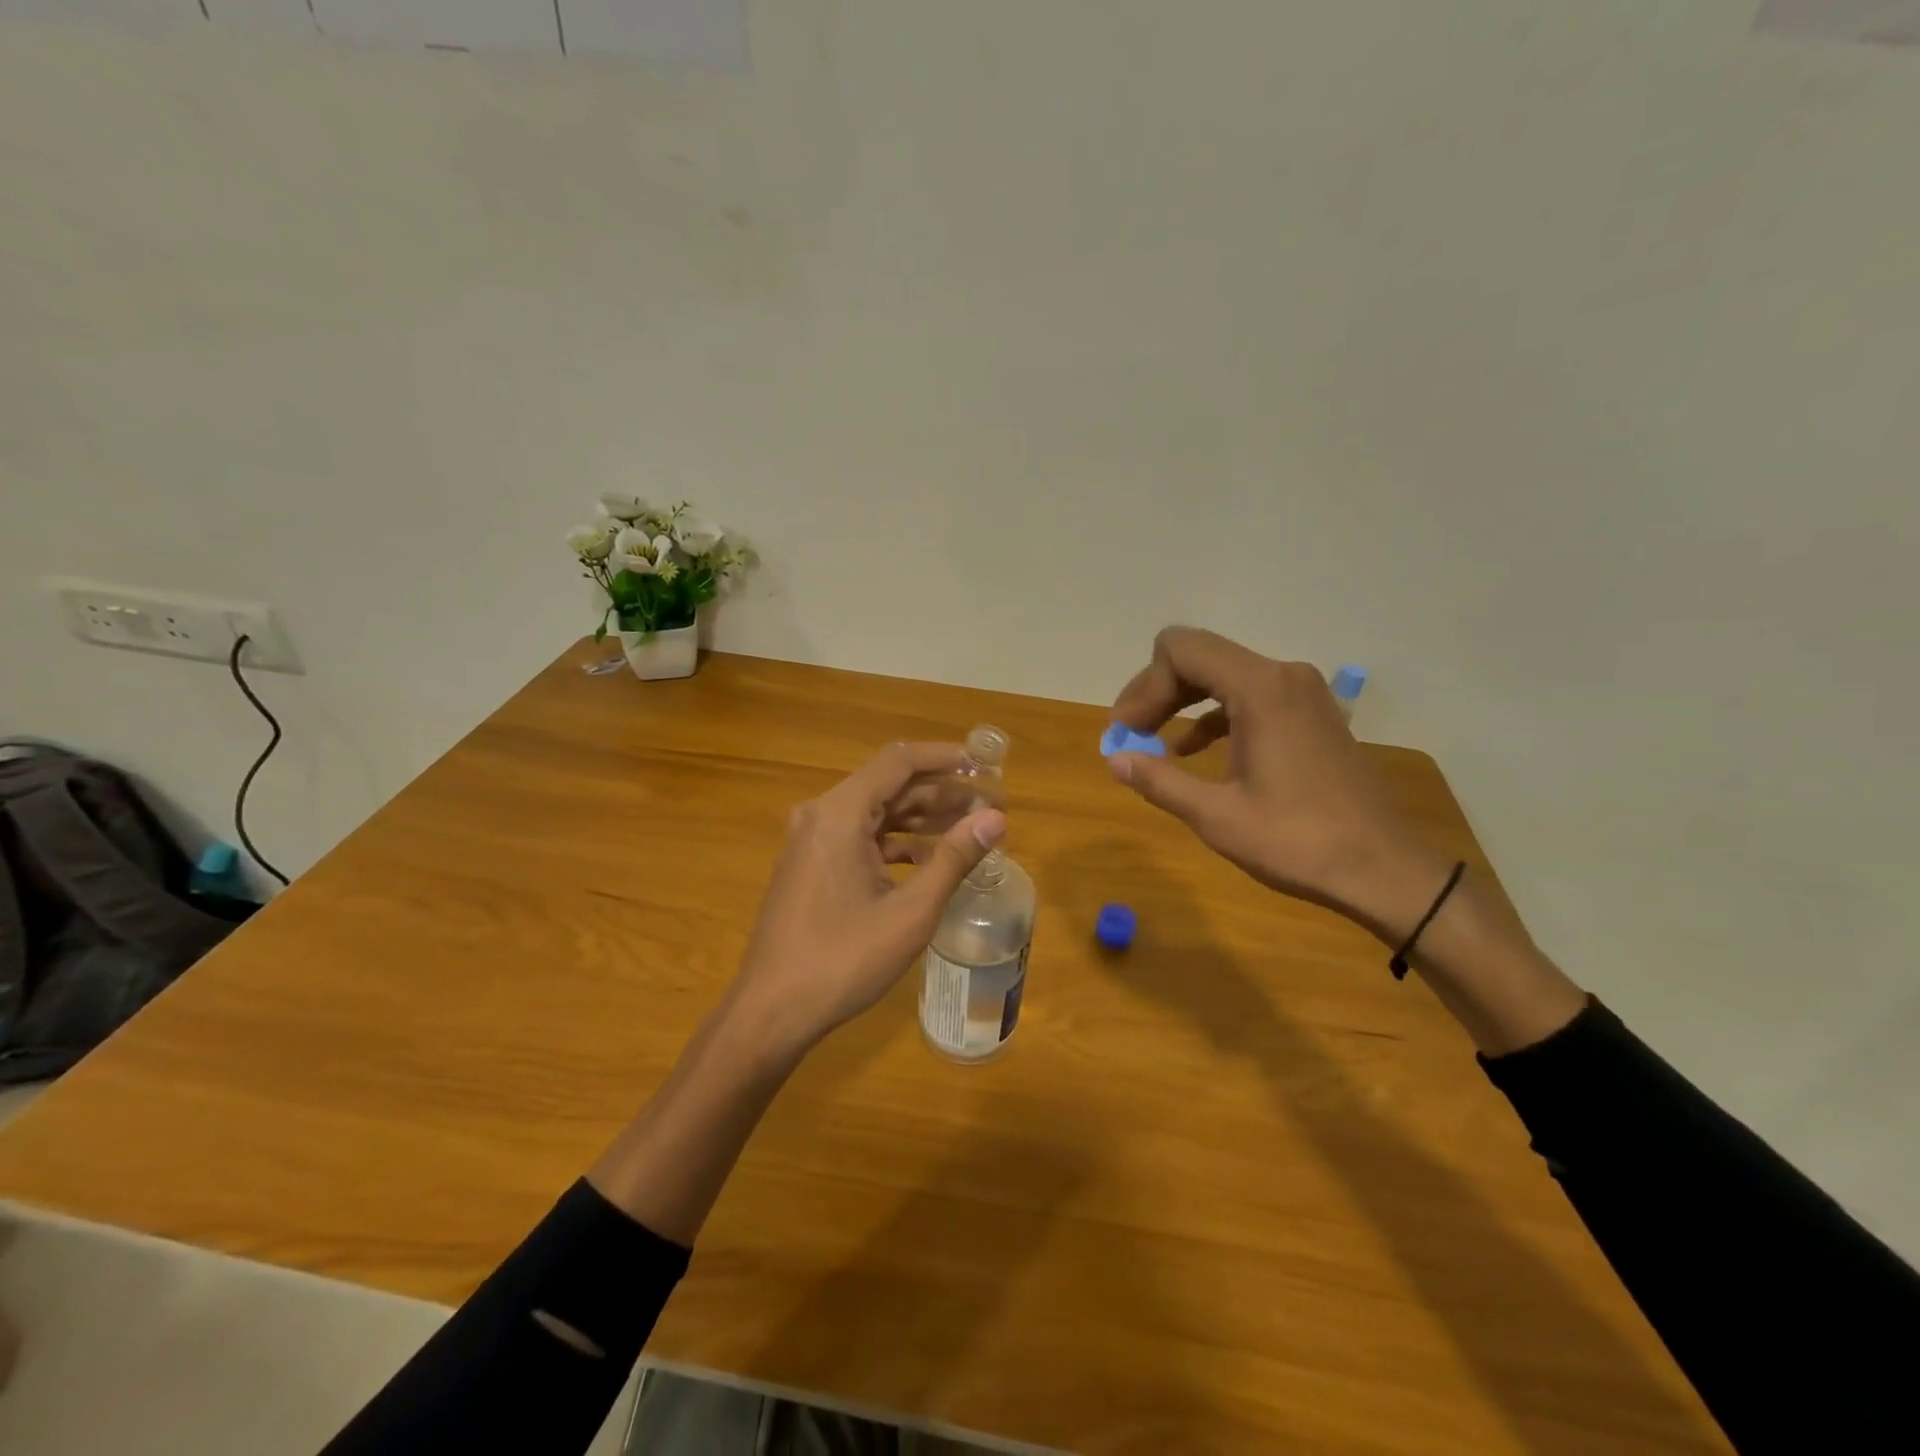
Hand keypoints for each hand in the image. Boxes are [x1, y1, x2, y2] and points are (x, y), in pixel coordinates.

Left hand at [727, 742, 1006, 1055]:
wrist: (771, 1012)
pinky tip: (930, 860)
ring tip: (971, 829)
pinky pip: (860, 837)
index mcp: (840, 812)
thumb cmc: (843, 960)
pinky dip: (897, 842)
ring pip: (876, 812)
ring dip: (922, 818)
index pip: (900, 761)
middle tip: (991, 807)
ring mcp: (812, 840)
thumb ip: (954, 858)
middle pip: (890, 785)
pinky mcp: (811, 864)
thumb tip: (996, 818)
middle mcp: (822, 814)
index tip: (986, 766)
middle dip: (942, 793)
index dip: (946, 757)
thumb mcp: (910, 911)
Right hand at [1110, 627, 1444, 932]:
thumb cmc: (1298, 842)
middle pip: (1199, 656)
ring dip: (1181, 702)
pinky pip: (1247, 696)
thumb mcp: (1217, 816)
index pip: (1180, 651)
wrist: (1383, 870)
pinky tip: (1191, 751)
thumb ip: (1160, 780)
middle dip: (1157, 691)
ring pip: (1222, 674)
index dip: (1143, 686)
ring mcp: (1302, 693)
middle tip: (1129, 734)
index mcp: (1260, 689)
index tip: (1124, 731)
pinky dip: (1212, 715)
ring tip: (1150, 741)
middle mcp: (1283, 676)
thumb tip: (1115, 759)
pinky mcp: (1310, 714)